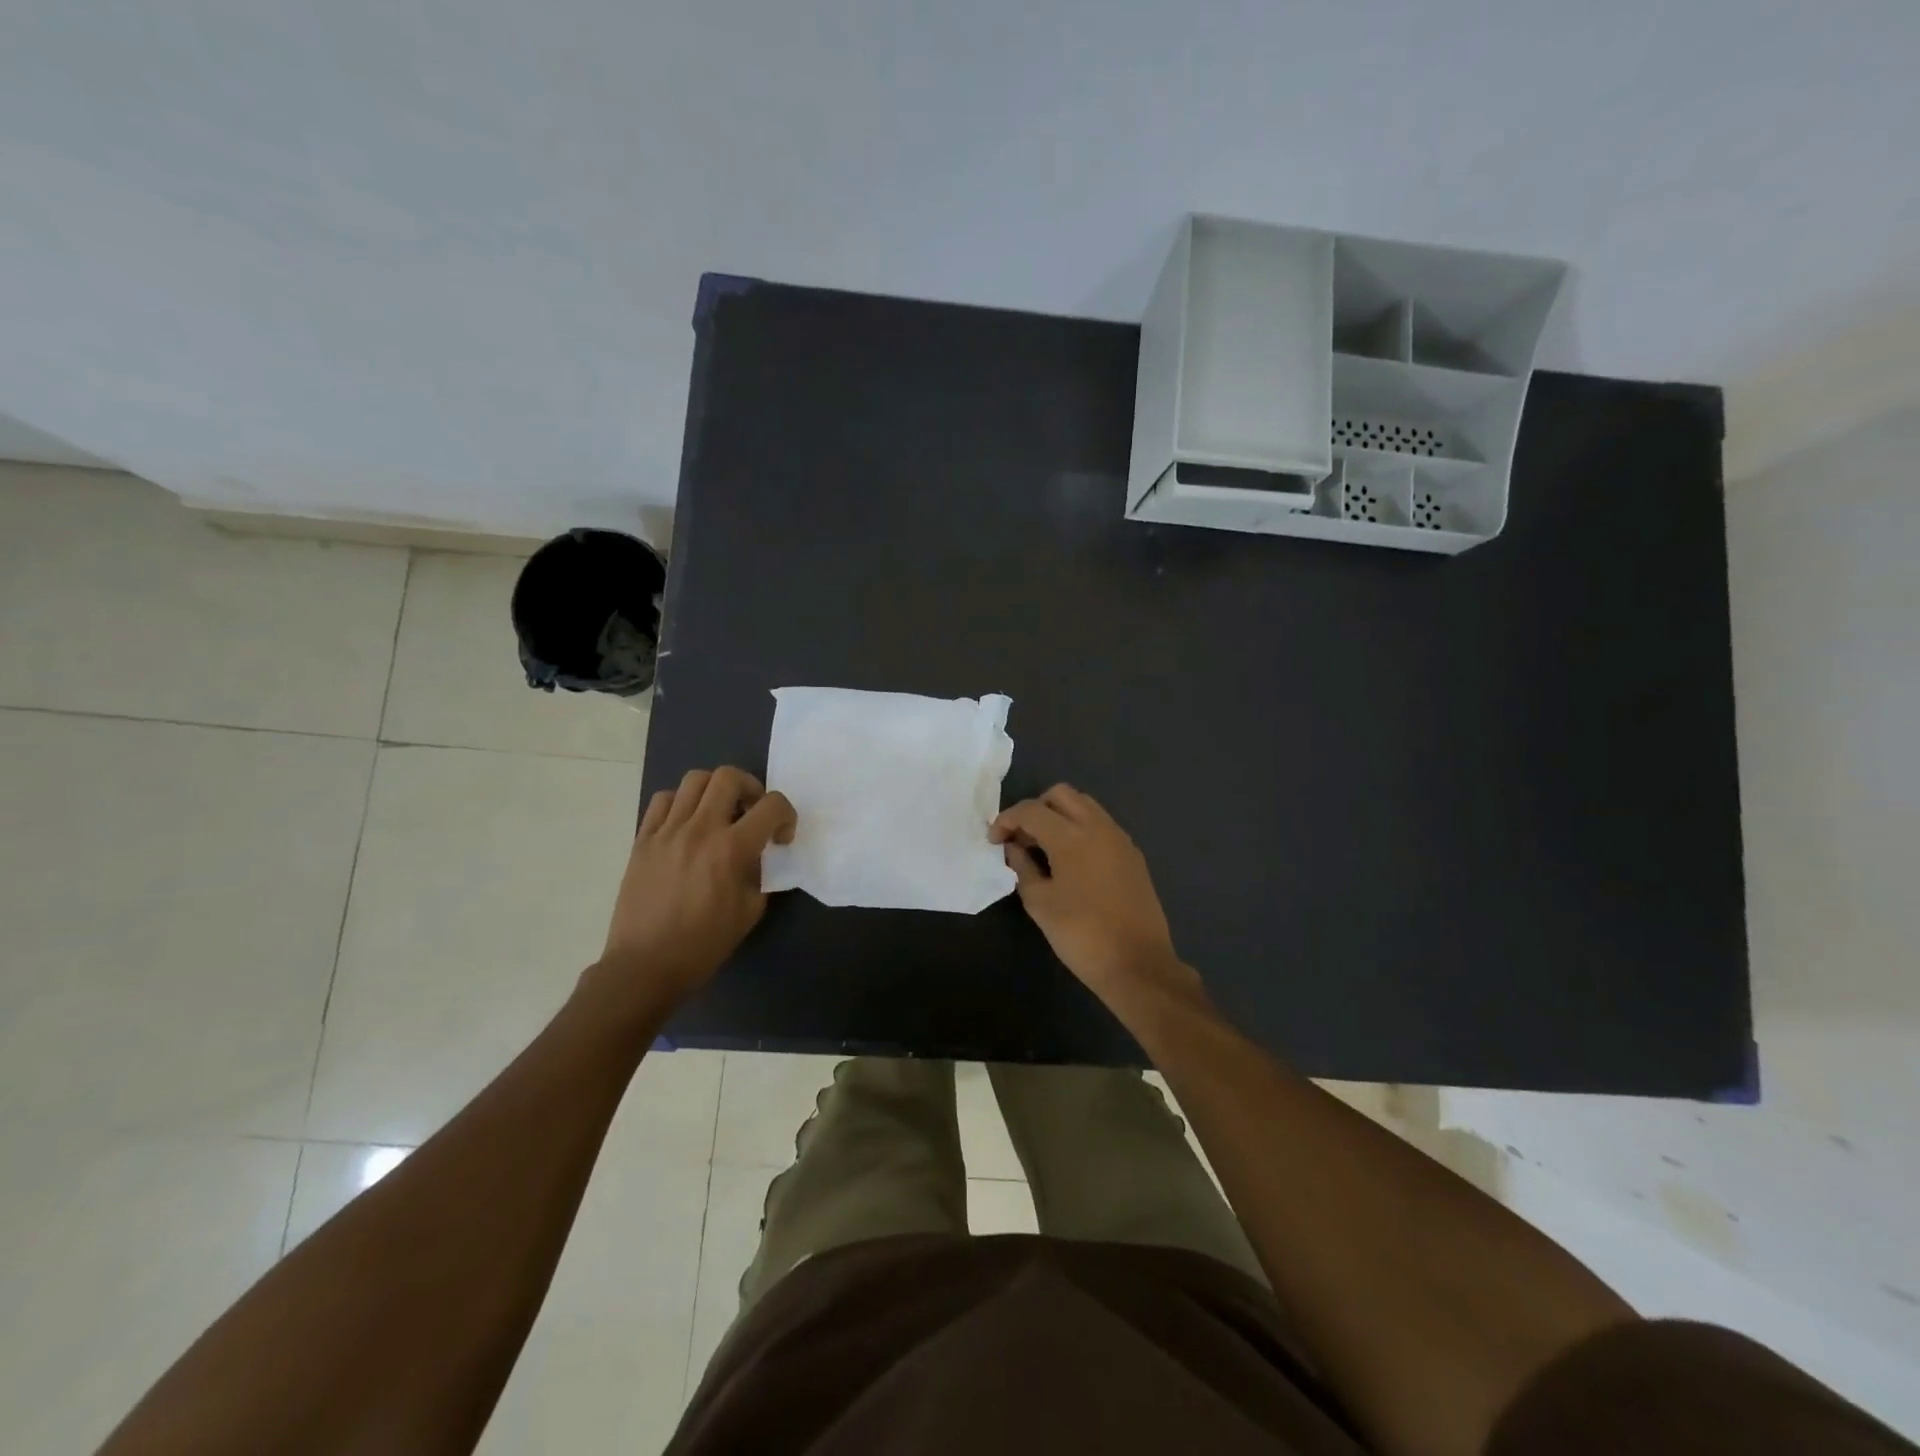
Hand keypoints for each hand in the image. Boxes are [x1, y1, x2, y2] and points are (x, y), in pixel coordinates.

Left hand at [587, 766, 796, 1009]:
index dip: (786, 815)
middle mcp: (699, 830)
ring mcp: (666, 831)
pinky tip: (687, 825)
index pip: (771, 806)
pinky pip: (663, 800)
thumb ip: (760, 874)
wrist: (645, 966)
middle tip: (752, 813)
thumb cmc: (703, 945)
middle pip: (728, 776)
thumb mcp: (749, 911)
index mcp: (731, 849)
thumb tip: (758, 855)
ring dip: (715, 790)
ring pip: (694, 780)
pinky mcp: (643, 839)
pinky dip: (681, 803)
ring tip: (719, 813)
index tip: (781, 838)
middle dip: (751, 788)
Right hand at [989, 784, 1192, 1008]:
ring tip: (1044, 848)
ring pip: (1085, 806)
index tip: (994, 841)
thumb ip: (1022, 868)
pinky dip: (1081, 829)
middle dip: (1035, 809)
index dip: (1006, 820)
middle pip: (1061, 794)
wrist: (1137, 964)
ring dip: (1060, 816)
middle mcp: (1098, 827)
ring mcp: (1120, 839)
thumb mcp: (1040, 903)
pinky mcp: (1133, 855)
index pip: (1031, 810)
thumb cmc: (1081, 935)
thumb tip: (1014, 848)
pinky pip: (1101, 825)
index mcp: (1071, 837)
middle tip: (1022, 839)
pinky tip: (1071, 861)